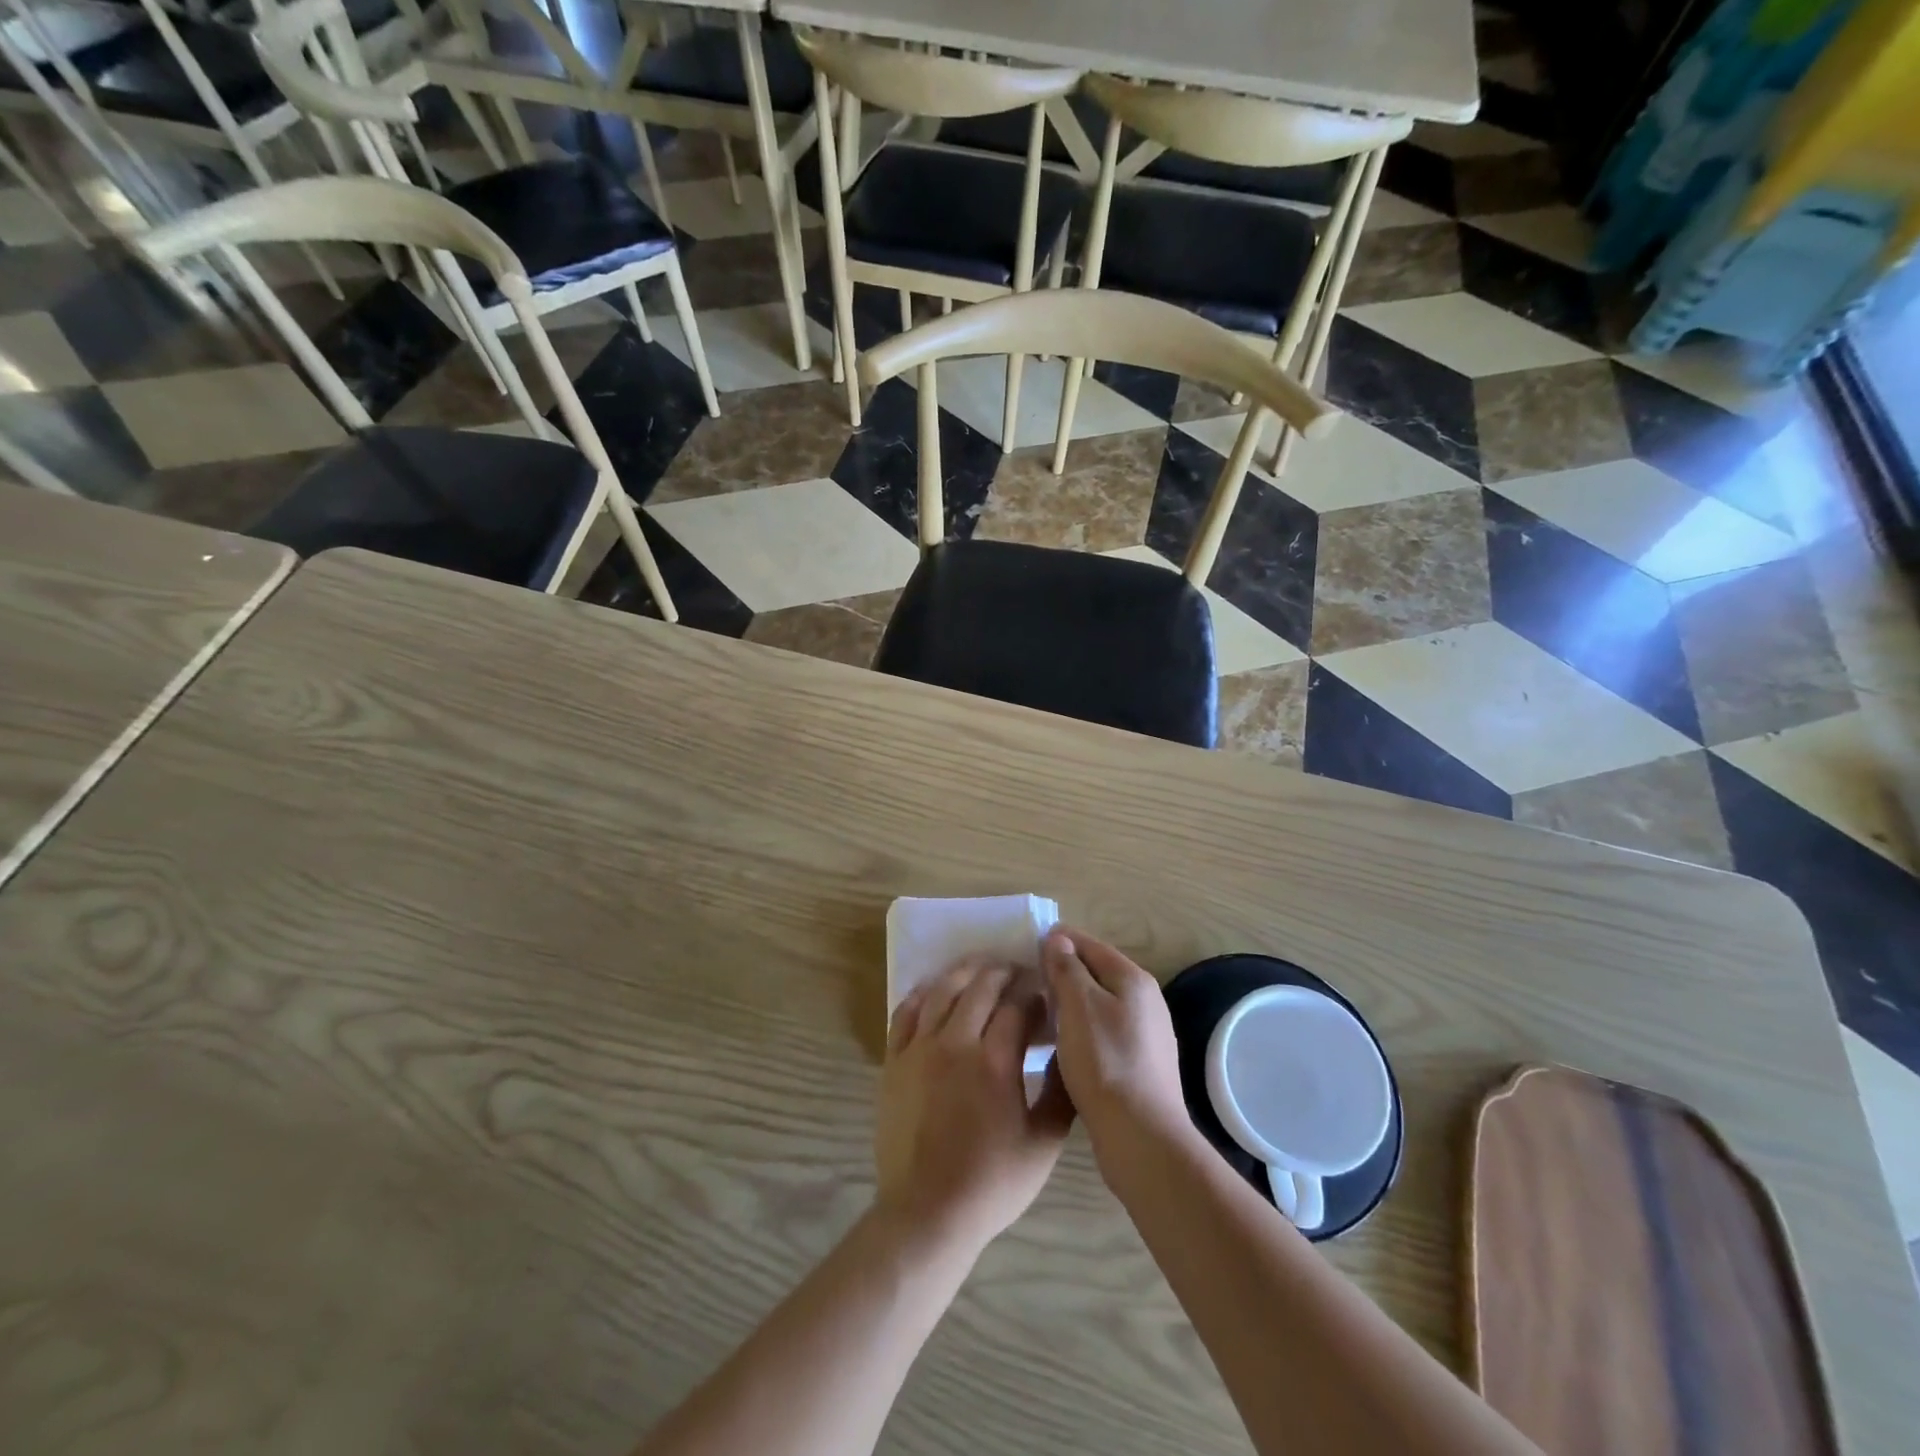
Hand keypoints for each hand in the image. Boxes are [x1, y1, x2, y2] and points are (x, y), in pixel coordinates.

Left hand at [875, 960, 1073, 1256]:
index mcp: (995, 1061)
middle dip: (1003, 973)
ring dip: (965, 973)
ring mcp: (919, 1048)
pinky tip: (933, 990)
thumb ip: (1062, 1094)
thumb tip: (1069, 1053)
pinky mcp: (894, 1060)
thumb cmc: (992, 1182)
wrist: (927, 1212)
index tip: (1043, 994)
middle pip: (981, 987)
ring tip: (980, 968)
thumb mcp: (1044, 1144)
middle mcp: (956, 1042)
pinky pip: (905, 1012)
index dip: (1033, 994)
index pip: (1017, 1006)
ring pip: (942, 991)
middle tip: (1016, 972)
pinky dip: (922, 994)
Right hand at [1043, 929, 1192, 1178]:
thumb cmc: (1105, 1062)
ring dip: (1071, 1002)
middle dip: (1063, 972)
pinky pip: (1104, 1031)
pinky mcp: (1141, 1062)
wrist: (1141, 1136)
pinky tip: (1063, 1044)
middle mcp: (1146, 1000)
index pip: (1089, 944)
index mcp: (1133, 978)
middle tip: (1027, 981)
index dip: (1057, 941)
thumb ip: (1067, 968)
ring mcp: (1146, 1033)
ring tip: (1039, 1012)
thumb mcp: (1078, 1006)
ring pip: (1099, 1003)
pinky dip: (1082, 1028)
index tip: (1025, 946)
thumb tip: (1059, 938)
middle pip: (1096, 973)